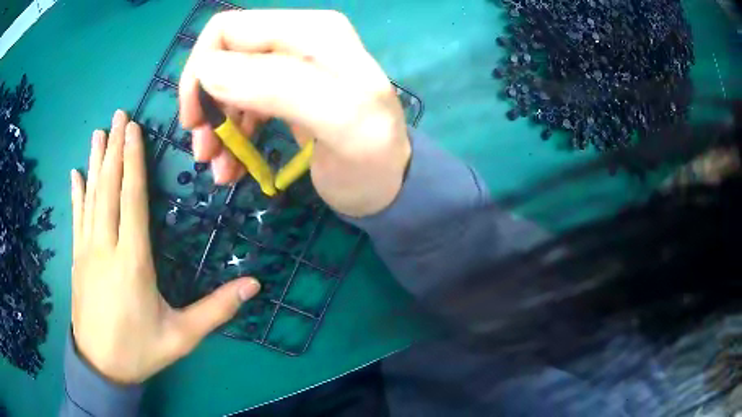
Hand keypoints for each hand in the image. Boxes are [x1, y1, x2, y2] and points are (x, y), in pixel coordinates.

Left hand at [70, 110, 259, 383]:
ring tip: (98, 132)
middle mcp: (106, 247)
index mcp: (132, 262)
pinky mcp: (77, 259)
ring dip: (95, 162)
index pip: (131, 200)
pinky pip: (76, 217)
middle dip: (114, 148)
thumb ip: (216, 310)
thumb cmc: (140, 350)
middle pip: (108, 189)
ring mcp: (86, 251)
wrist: (101, 366)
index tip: (133, 129)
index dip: (132, 161)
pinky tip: (75, 174)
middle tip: (118, 115)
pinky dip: (76, 192)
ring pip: (90, 197)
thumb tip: (254, 285)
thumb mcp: (182, 336)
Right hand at [179, 10, 409, 217]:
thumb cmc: (372, 160)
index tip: (196, 122)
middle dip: (205, 104)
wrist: (390, 187)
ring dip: (216, 127)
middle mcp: (298, 40)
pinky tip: (232, 167)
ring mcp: (291, 66)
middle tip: (204, 152)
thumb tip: (209, 70)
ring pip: (227, 84)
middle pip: (223, 57)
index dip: (200, 72)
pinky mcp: (285, 94)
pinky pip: (241, 105)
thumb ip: (278, 86)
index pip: (228, 31)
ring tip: (220, 169)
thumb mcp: (339, 121)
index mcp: (311, 32)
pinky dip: (231, 135)